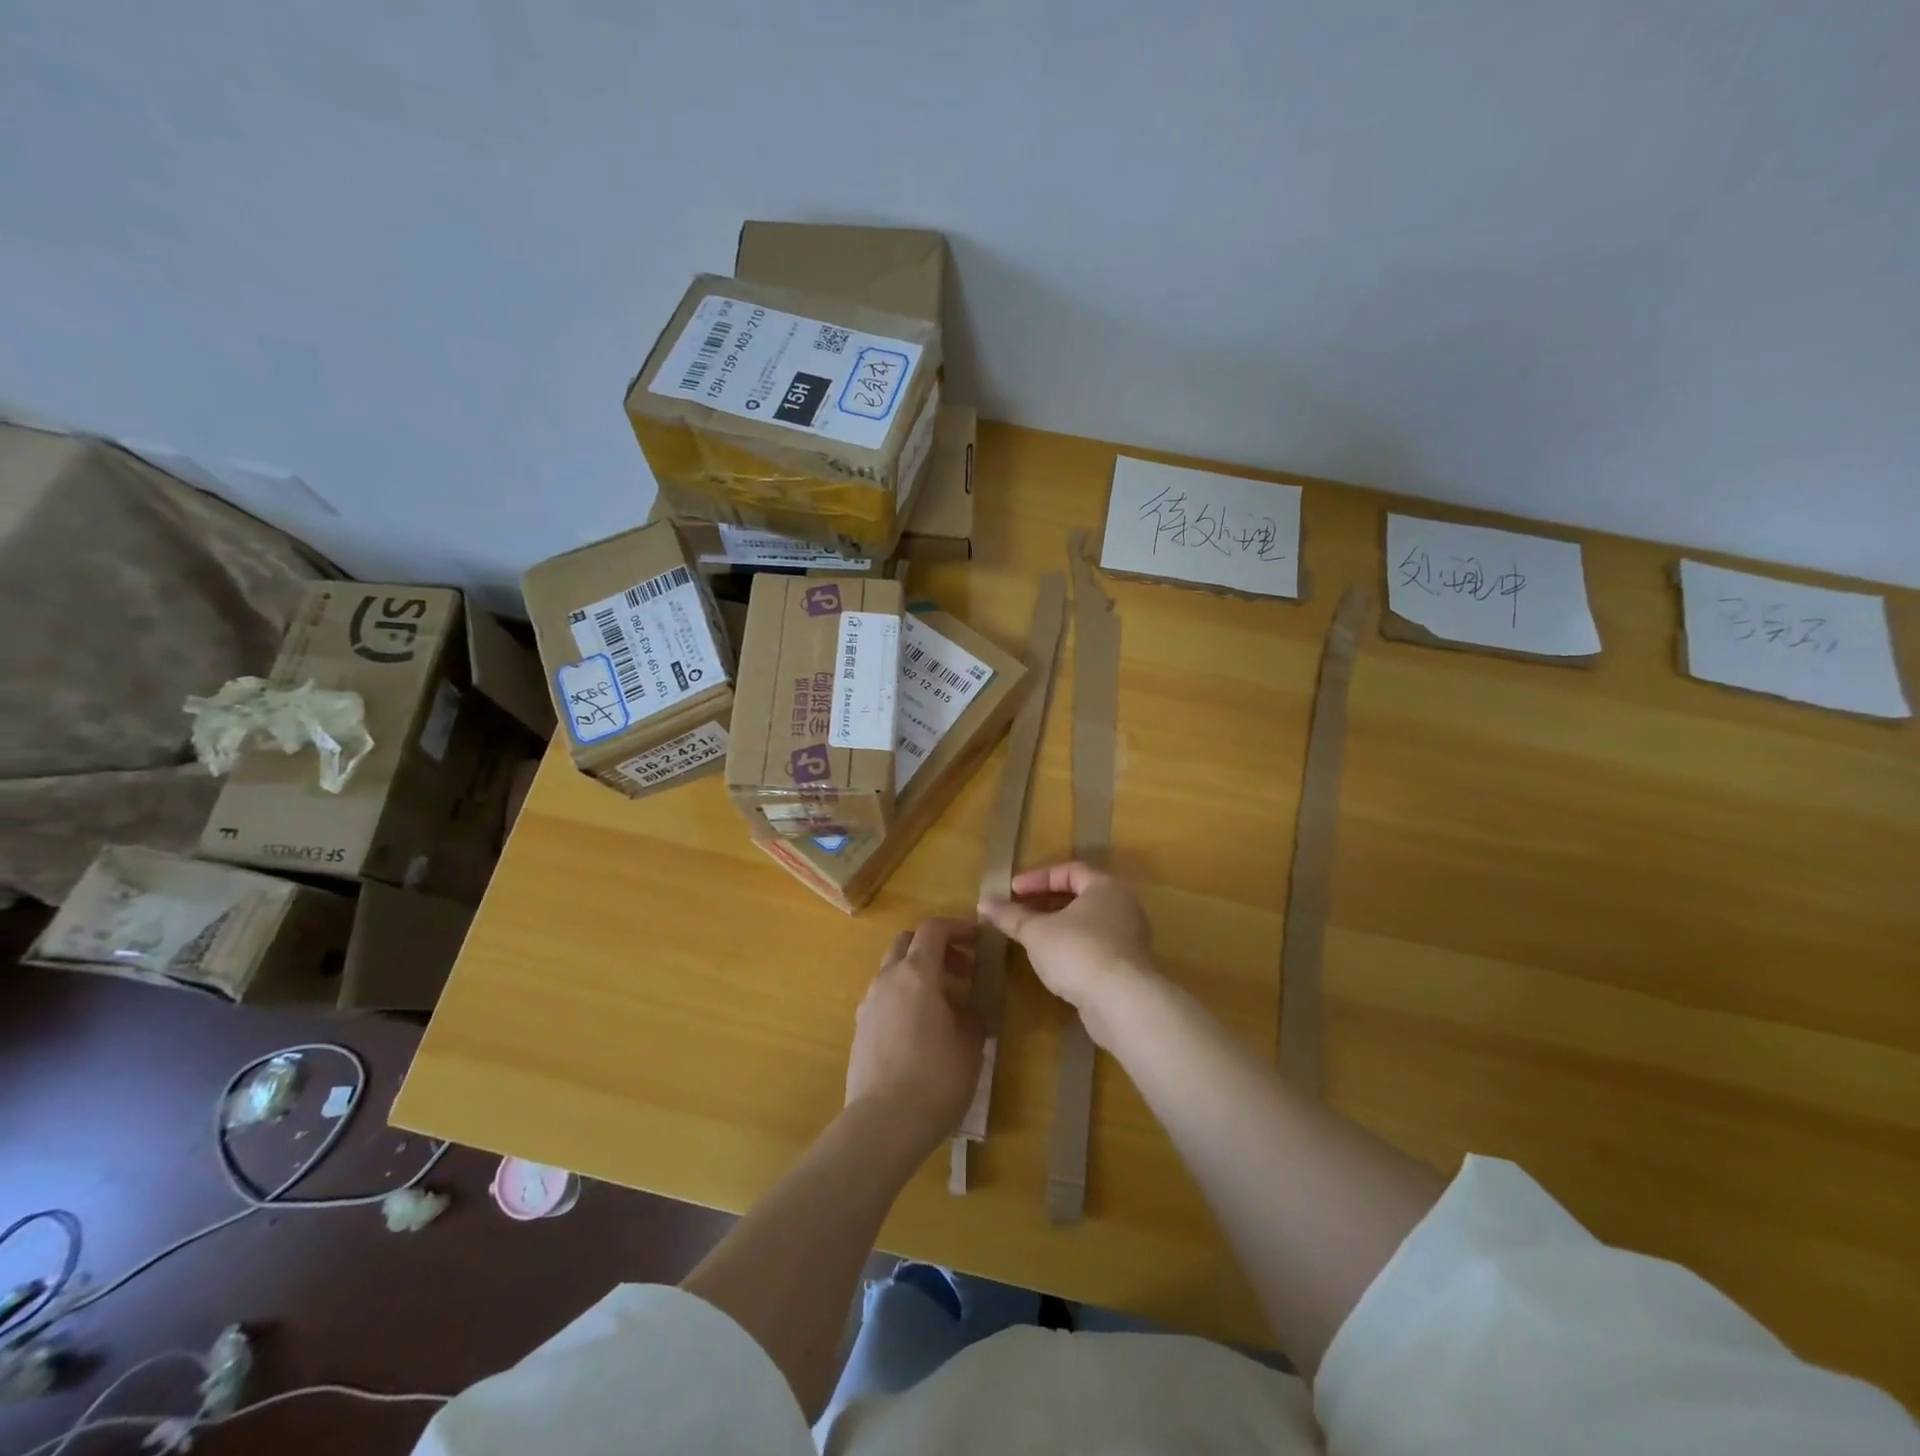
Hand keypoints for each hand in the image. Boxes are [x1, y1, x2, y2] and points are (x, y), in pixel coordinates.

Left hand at [845, 918, 984, 1156]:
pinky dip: (904, 998)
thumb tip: (970, 1012)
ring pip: (892, 971)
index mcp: (917, 974)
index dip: (958, 928)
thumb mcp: (970, 1046)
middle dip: (935, 948)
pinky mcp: (860, 1030)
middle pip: (907, 943)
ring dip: (918, 975)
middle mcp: (887, 980)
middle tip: (961, 971)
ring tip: (944, 1005)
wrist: (883, 1124)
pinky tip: (921, 1031)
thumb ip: (972, 1018)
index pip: (933, 929)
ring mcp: (868, 1005)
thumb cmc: (936, 1078)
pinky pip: (884, 999)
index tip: (979, 941)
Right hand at [977, 862, 1158, 1047]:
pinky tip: (1051, 961)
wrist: (1121, 1003)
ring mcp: (1128, 937)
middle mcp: (1122, 906)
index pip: (1069, 870)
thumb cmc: (1078, 952)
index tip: (1012, 890)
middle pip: (1079, 895)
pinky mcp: (1126, 966)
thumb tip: (983, 902)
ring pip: (1087, 922)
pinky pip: (1094, 945)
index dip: (1037, 878)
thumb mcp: (1036, 932)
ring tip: (1029, 936)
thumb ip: (1010, 916)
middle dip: (1045, 902)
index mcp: (1105, 887)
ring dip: (1057, 926)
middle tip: (1018, 912)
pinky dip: (1071, 946)